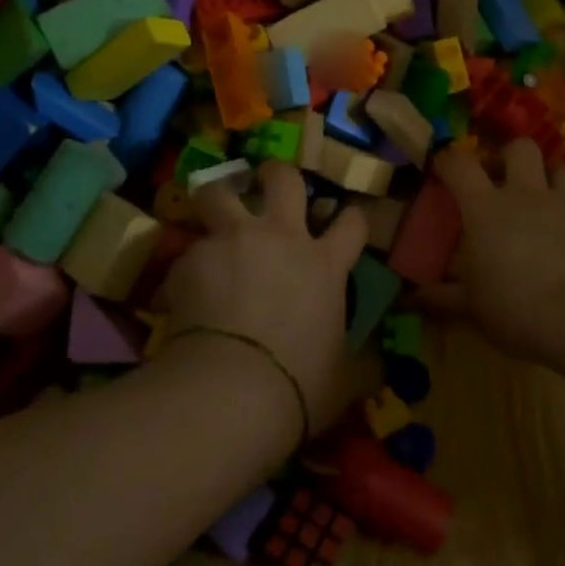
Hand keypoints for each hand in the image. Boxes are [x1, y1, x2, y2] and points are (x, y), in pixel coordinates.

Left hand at [156, 162, 368, 433]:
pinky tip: (185, 291)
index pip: (352, 222)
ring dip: (216, 198)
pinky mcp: (190, 259)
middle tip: (267, 180)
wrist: (231, 392)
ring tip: (211, 213)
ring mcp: (231, 242)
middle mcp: (280, 238)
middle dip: (276, 173)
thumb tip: (379, 367)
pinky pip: (189, 252)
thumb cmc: (299, 385)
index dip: (353, 218)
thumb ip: (361, 362)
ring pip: (217, 193)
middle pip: (283, 178)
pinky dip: (190, 267)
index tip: (347, 221)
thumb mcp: (344, 378)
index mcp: (324, 263)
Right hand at [422, 138, 564, 360]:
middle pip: (520, 149)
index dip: (449, 159)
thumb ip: (444, 296)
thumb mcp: (473, 307)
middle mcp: (527, 195)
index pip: (460, 164)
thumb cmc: (515, 306)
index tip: (443, 166)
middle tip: (503, 179)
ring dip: (551, 180)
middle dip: (510, 156)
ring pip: (562, 171)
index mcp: (486, 208)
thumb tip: (413, 298)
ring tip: (545, 202)